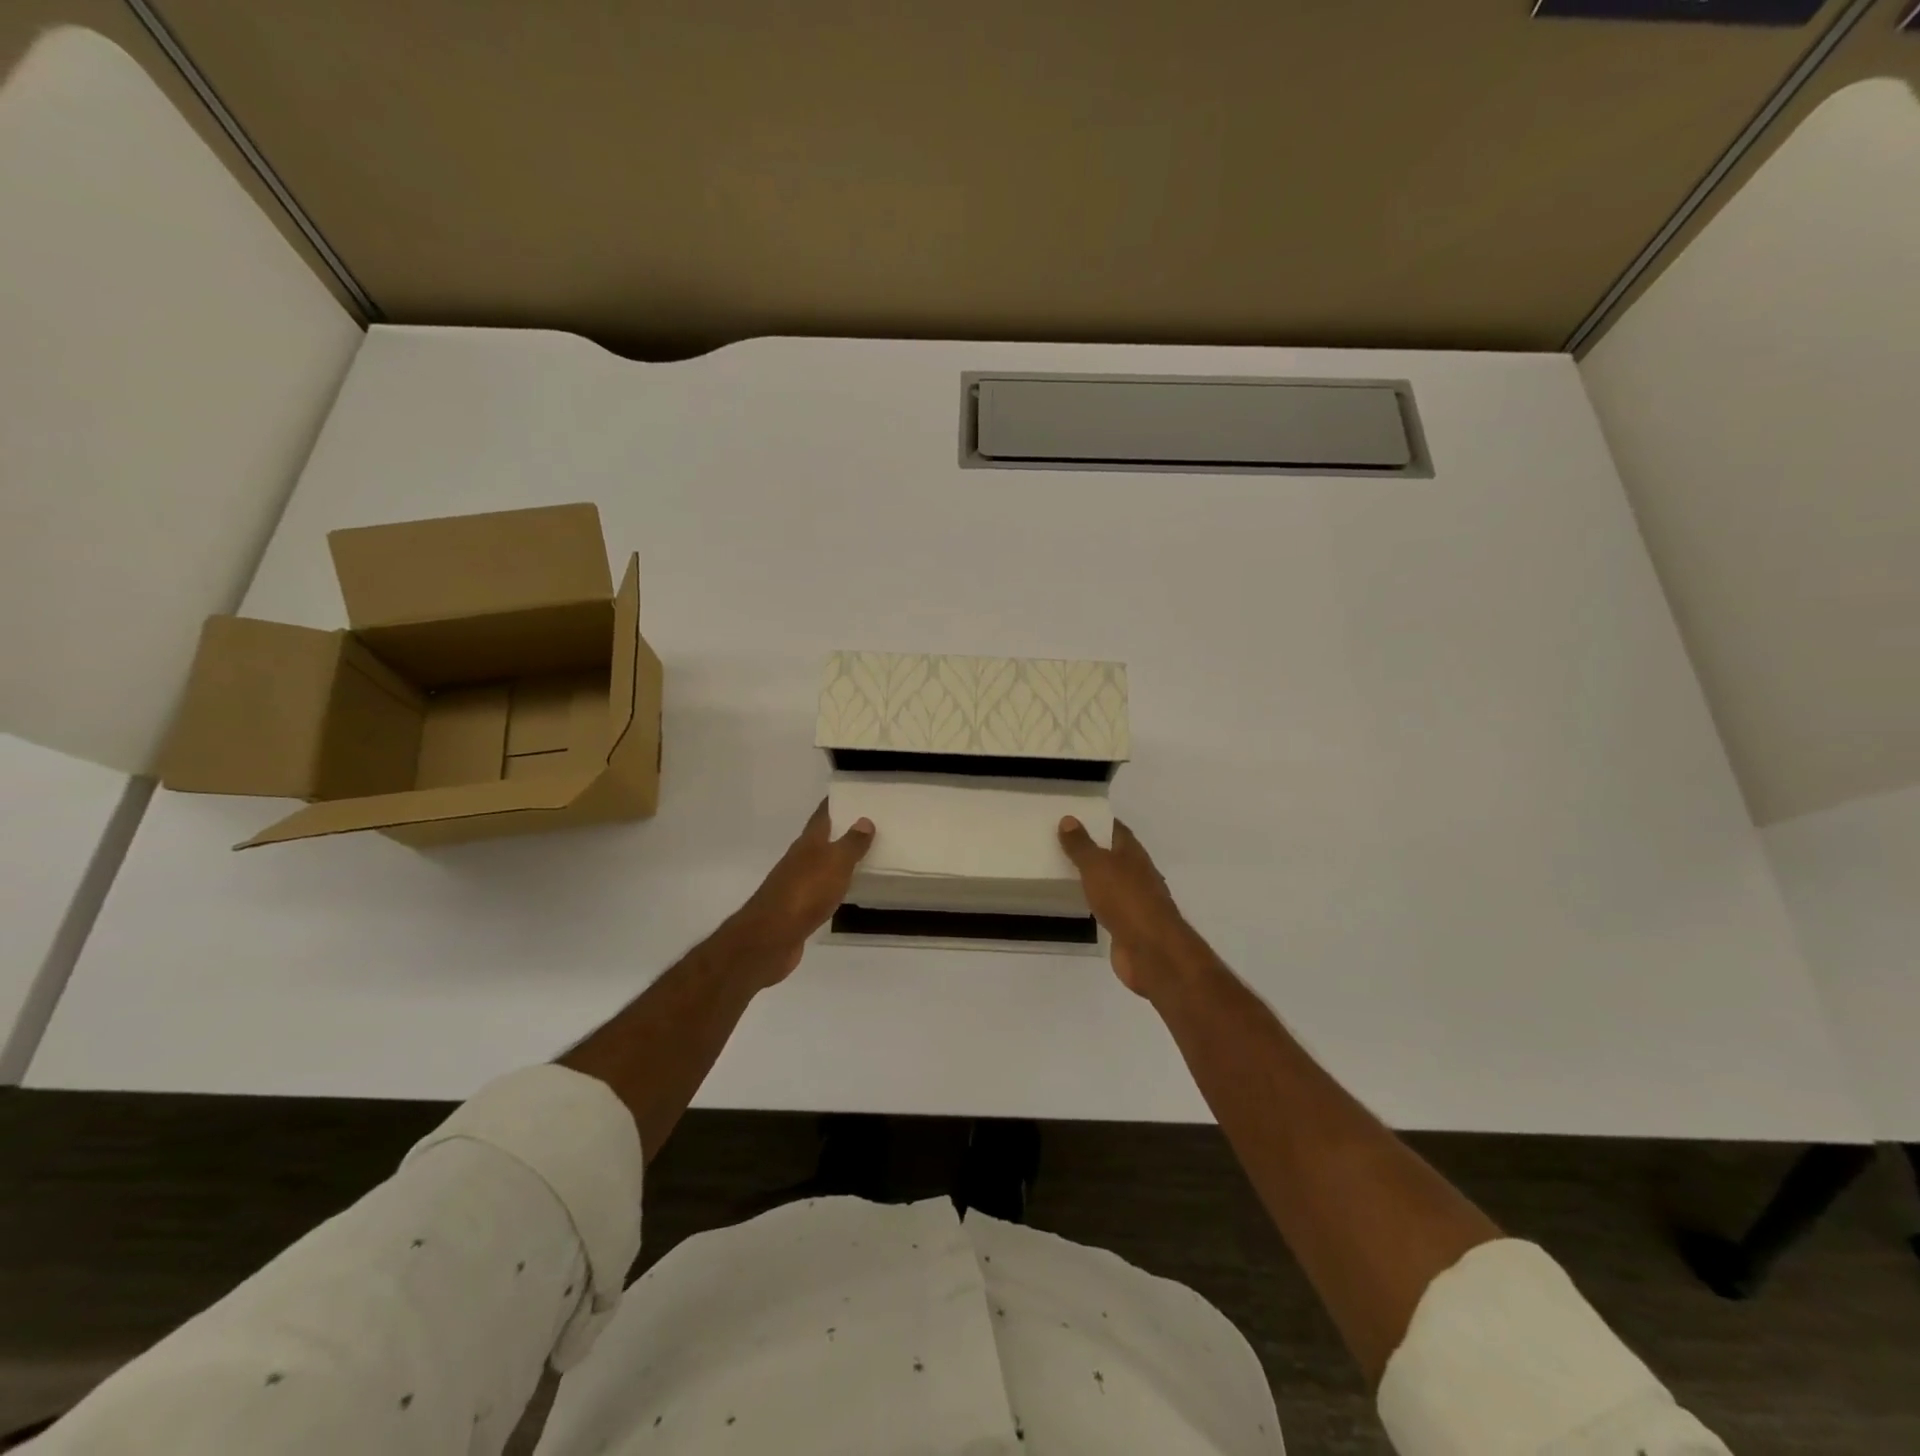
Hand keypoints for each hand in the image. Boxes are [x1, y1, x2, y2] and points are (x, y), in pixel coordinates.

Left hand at [722, 801, 874, 987]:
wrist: (771, 937)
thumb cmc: (805, 892)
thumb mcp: (835, 863)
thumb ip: (851, 843)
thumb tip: (864, 820)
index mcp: (808, 843)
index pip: (822, 815)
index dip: (836, 803)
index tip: (853, 793)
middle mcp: (799, 859)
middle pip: (821, 839)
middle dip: (841, 830)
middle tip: (869, 824)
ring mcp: (796, 884)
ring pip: (821, 864)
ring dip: (838, 859)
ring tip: (864, 855)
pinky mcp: (797, 908)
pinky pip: (820, 889)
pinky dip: (834, 884)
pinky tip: (845, 889)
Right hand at [1058, 817, 1199, 996]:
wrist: (1151, 951)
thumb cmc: (1126, 900)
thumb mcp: (1097, 866)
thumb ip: (1082, 845)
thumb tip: (1069, 819)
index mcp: (1133, 854)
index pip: (1116, 829)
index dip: (1097, 821)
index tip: (1074, 816)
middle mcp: (1137, 873)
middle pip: (1113, 855)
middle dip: (1091, 848)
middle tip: (1060, 842)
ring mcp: (1135, 901)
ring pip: (1110, 881)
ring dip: (1092, 876)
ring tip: (1063, 869)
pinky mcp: (1128, 925)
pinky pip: (1107, 906)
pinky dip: (1094, 901)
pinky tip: (1078, 901)